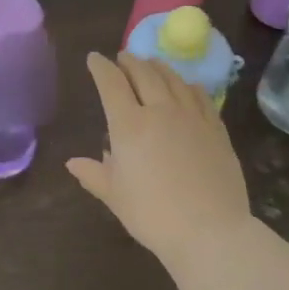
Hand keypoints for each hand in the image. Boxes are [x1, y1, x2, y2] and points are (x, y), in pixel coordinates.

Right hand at [66, 52, 250, 266]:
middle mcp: (160, 110)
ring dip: (158, 67)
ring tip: (151, 64)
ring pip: (173, 79)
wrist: (210, 232)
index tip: (94, 58)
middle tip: (122, 58)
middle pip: (143, 73)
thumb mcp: (115, 196)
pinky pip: (201, 96)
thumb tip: (72, 162)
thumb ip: (94, 174)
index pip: (111, 83)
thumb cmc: (153, 215)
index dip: (100, 67)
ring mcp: (191, 117)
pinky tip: (187, 86)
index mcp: (129, 124)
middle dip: (129, 61)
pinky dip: (188, 85)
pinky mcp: (216, 128)